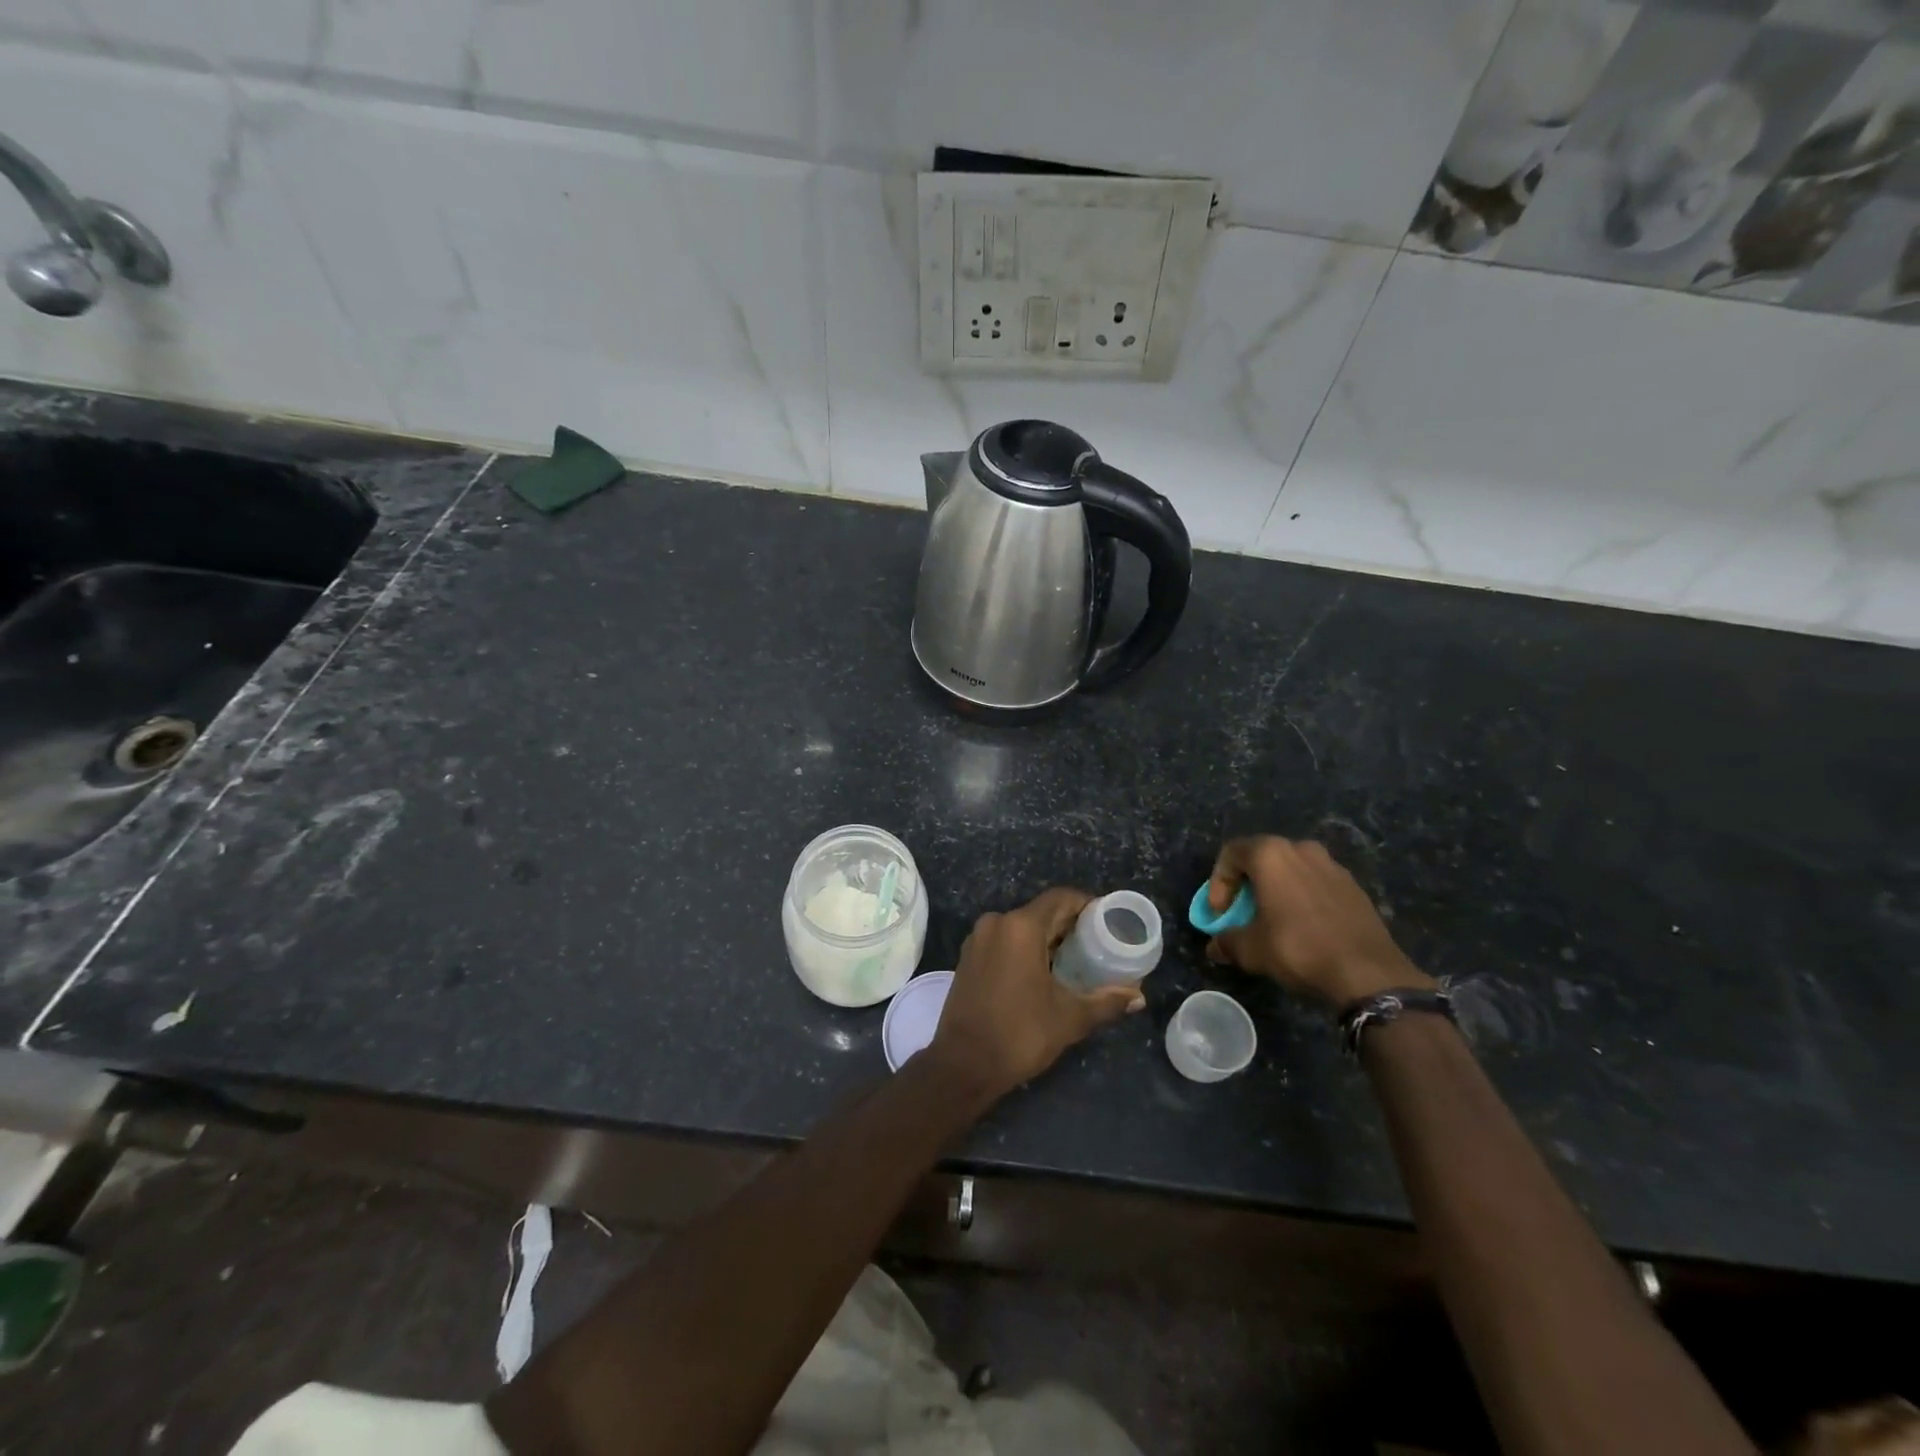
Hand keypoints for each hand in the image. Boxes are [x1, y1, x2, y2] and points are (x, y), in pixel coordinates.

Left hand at [928, 887, 1143, 1102]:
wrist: (963, 1065)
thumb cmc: (1020, 1035)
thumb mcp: (1070, 1018)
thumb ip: (1106, 1001)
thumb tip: (1138, 997)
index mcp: (1021, 927)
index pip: (1061, 899)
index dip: (1087, 905)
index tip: (1108, 921)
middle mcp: (996, 923)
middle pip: (1041, 912)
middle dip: (1070, 925)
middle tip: (1098, 945)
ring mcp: (978, 939)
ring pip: (1021, 926)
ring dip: (1047, 938)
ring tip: (1076, 959)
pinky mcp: (968, 957)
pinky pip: (1004, 940)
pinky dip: (1026, 948)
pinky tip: (1045, 971)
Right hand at [1205, 836, 1432, 1006]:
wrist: (1368, 972)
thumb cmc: (1298, 948)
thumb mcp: (1251, 949)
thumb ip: (1227, 941)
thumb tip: (1215, 947)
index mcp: (1270, 854)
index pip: (1231, 853)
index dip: (1218, 882)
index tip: (1220, 912)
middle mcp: (1301, 849)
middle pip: (1262, 858)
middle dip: (1247, 884)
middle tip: (1243, 912)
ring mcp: (1332, 865)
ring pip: (1292, 869)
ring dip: (1276, 889)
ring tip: (1275, 919)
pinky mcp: (1354, 886)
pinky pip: (1317, 883)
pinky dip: (1303, 897)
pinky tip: (1305, 926)